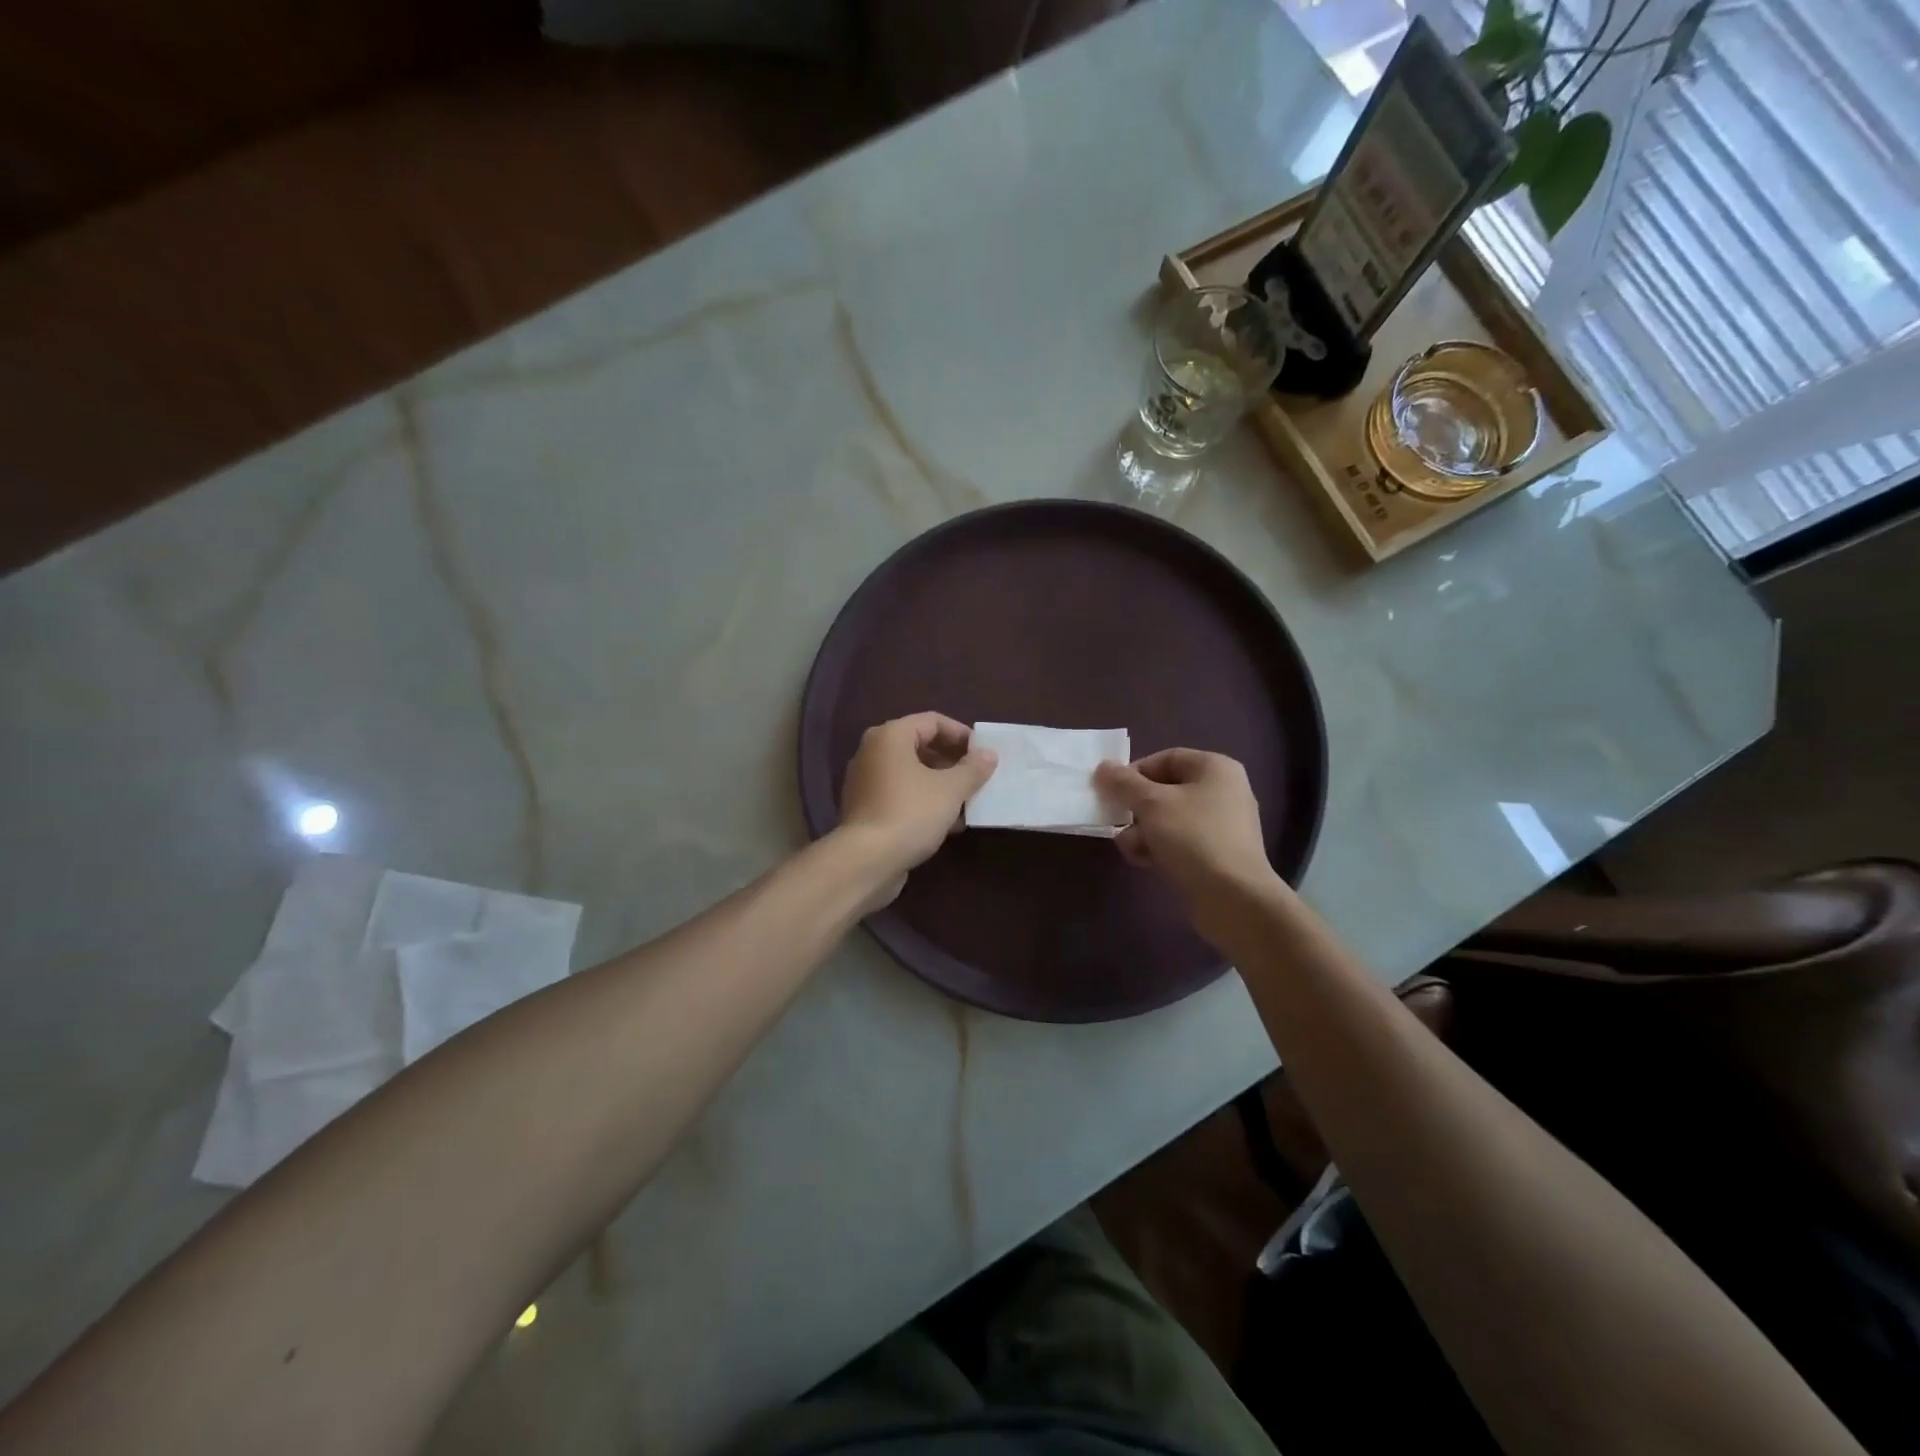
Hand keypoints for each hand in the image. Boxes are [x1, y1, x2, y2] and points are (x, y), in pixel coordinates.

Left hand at [837, 713, 997, 897]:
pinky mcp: (866, 808)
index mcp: (890, 736)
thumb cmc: (911, 813)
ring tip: (968, 801)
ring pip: (911, 773)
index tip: (983, 753)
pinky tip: (948, 823)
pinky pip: (901, 794)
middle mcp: (873, 752)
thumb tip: (988, 755)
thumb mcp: (951, 790)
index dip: (961, 734)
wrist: (867, 861)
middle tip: (978, 776)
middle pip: (920, 746)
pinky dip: (924, 801)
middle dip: (952, 761)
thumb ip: (972, 769)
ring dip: (941, 784)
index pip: (932, 721)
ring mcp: (866, 781)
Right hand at [1094, 749, 1277, 912]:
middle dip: (1136, 809)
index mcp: (1215, 768)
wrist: (1234, 899)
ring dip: (1143, 832)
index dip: (1134, 772)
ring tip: (1134, 849)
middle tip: (1118, 823)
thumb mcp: (1151, 805)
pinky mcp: (1216, 854)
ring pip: (1168, 819)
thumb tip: (1103, 767)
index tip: (1111, 792)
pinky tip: (1146, 863)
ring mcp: (1221, 825)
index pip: (1165, 759)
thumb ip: (1123, 783)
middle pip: (1164, 790)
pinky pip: (1180, 841)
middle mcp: (1222, 791)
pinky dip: (1160, 848)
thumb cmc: (1193, 839)